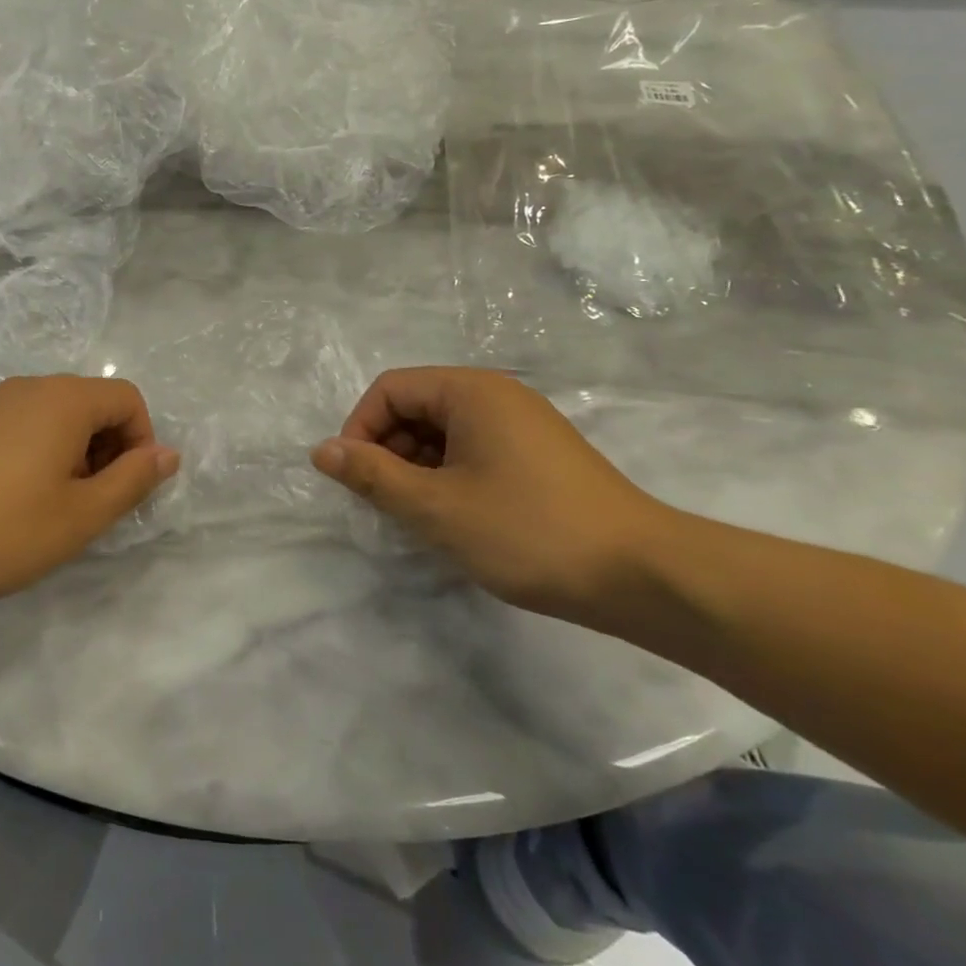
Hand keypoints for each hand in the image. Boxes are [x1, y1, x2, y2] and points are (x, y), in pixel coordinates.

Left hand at [0, 376, 179, 608]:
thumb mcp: (81, 515)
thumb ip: (133, 480)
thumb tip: (168, 453)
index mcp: (65, 399)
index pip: (128, 399)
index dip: (141, 443)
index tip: (122, 491)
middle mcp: (29, 387)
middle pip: (91, 405)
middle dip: (106, 451)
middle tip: (88, 506)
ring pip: (53, 418)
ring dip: (70, 456)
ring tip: (48, 509)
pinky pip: (19, 427)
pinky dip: (34, 455)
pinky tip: (8, 502)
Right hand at [310, 368, 670, 618]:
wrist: (644, 576)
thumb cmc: (528, 531)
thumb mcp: (436, 506)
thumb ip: (372, 475)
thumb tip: (321, 451)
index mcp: (470, 391)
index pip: (390, 389)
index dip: (360, 429)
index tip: (355, 479)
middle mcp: (496, 396)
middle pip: (416, 406)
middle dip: (388, 450)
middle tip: (385, 503)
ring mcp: (523, 425)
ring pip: (444, 432)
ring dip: (417, 467)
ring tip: (418, 517)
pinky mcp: (539, 456)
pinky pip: (474, 450)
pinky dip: (450, 477)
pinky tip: (455, 518)